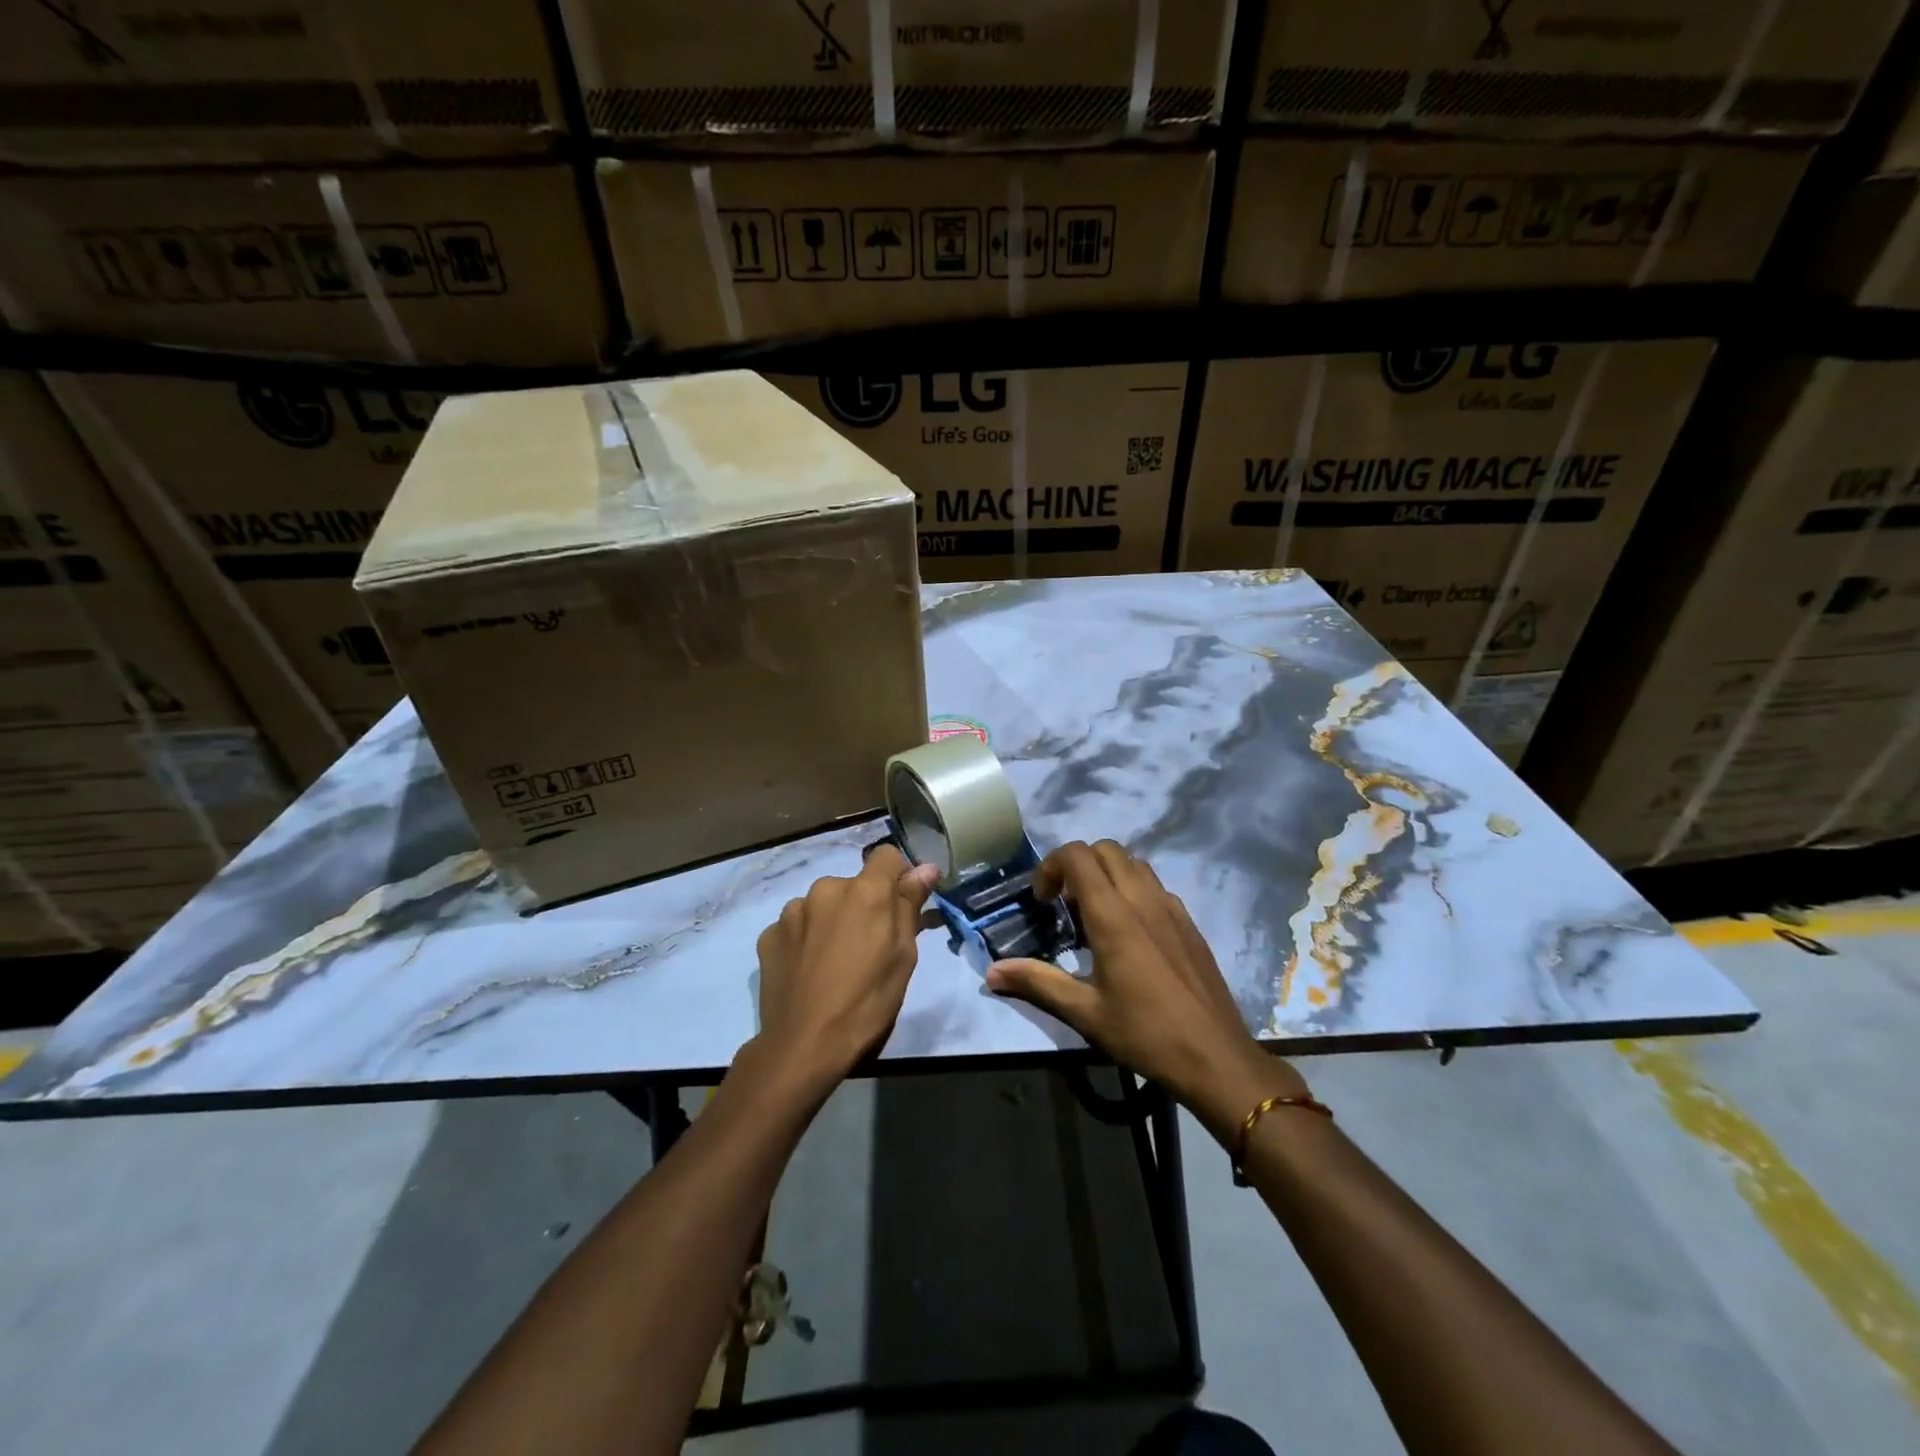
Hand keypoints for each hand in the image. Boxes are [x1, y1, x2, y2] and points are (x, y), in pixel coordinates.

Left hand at [754, 844, 940, 1089]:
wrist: (805, 1044)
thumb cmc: (868, 1001)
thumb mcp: (903, 955)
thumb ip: (910, 904)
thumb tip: (926, 868)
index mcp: (865, 891)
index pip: (886, 856)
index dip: (897, 876)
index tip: (900, 906)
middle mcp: (826, 888)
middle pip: (853, 885)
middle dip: (862, 906)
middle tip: (867, 947)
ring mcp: (793, 911)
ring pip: (822, 905)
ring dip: (831, 921)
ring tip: (833, 963)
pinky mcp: (769, 934)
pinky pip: (796, 927)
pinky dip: (805, 940)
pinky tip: (808, 971)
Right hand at [986, 840, 1308, 1127]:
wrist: (1216, 1057)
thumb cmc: (1145, 1033)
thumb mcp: (1084, 1012)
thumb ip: (1037, 982)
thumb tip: (992, 972)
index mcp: (1113, 915)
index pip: (1078, 856)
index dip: (1052, 866)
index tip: (1043, 901)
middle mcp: (1143, 899)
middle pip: (1106, 850)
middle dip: (1078, 865)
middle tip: (1064, 903)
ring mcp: (1171, 908)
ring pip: (1134, 864)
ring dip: (1107, 874)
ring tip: (1094, 915)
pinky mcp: (1189, 923)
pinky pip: (1155, 886)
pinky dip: (1133, 890)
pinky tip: (1130, 933)